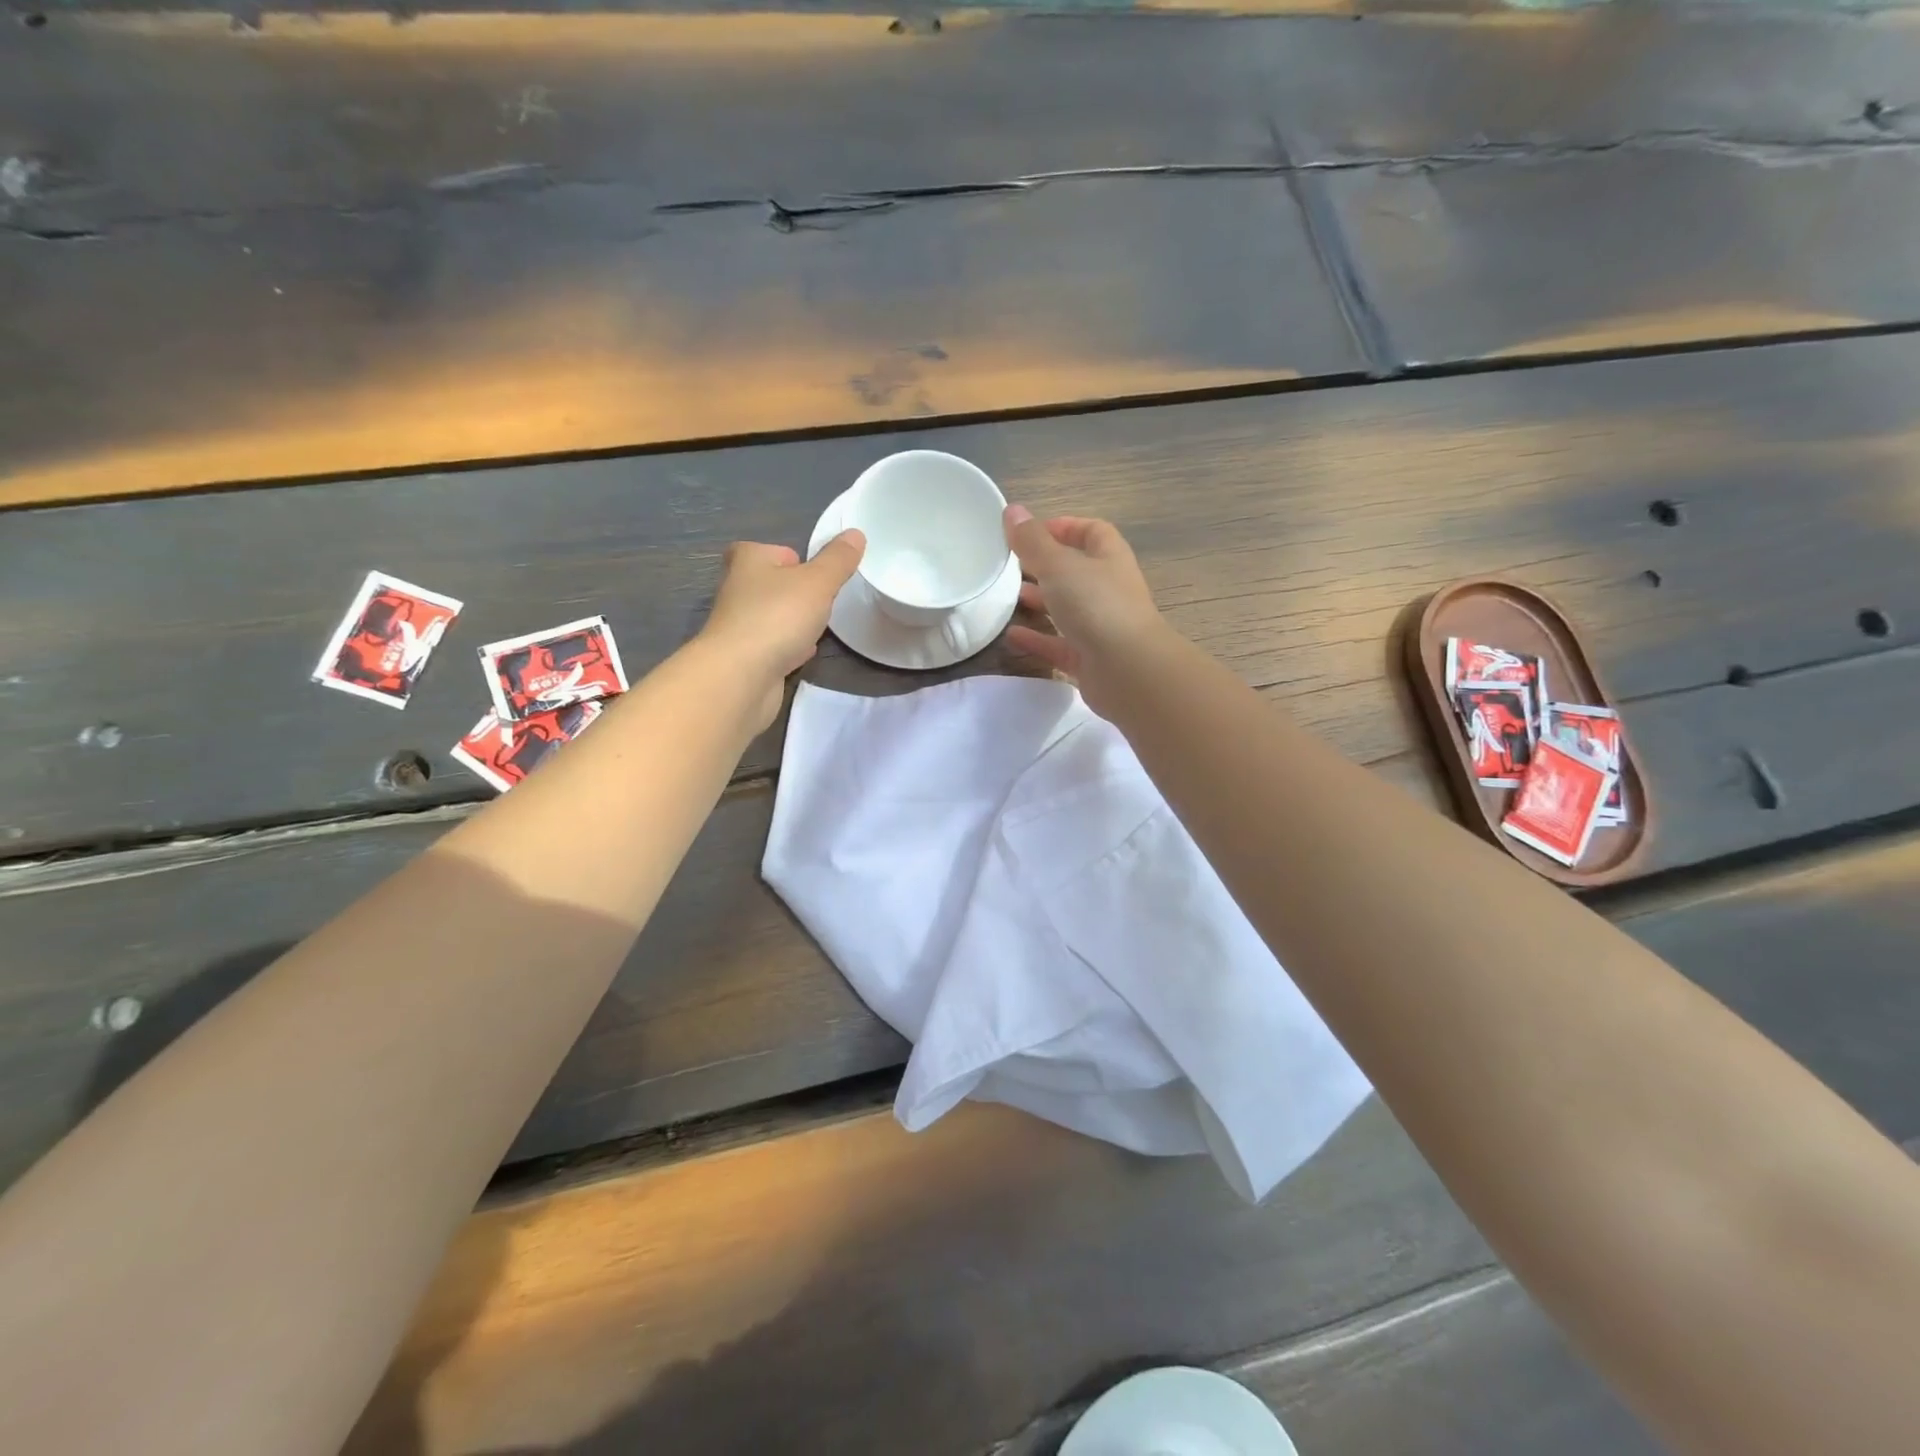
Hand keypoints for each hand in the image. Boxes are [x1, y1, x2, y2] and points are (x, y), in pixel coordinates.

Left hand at [700, 531, 863, 725]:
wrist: (741, 676)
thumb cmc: (777, 617)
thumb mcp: (818, 582)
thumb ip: (838, 560)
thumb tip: (855, 534)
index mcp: (748, 560)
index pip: (772, 550)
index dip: (795, 560)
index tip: (816, 576)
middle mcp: (736, 588)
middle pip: (772, 583)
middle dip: (795, 592)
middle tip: (822, 601)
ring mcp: (738, 625)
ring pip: (771, 616)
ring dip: (791, 621)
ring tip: (816, 627)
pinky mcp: (744, 657)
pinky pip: (771, 645)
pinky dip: (786, 647)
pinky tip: (803, 653)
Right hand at [1003, 506, 1167, 716]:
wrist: (1128, 670)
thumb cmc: (1097, 606)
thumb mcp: (1059, 565)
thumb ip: (1033, 541)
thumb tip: (1012, 511)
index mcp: (1109, 558)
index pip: (1091, 532)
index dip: (1064, 527)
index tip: (1029, 532)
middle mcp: (1108, 590)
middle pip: (1076, 571)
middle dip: (1044, 566)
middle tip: (1011, 565)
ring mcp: (1100, 626)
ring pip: (1067, 608)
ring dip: (1040, 601)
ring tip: (1007, 598)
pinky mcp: (1089, 659)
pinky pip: (1058, 644)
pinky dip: (1037, 639)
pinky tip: (1011, 636)